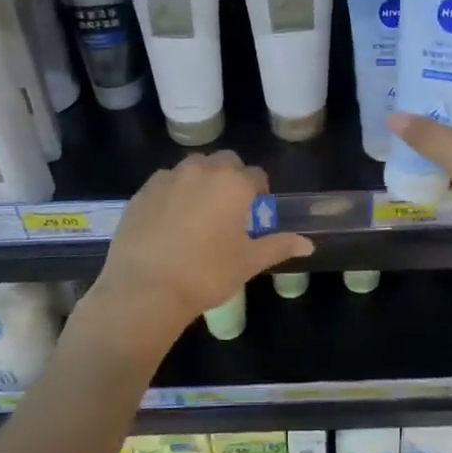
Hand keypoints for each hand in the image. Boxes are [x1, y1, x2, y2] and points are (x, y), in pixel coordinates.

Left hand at [87, 151, 312, 360]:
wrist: (145, 289)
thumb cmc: (206, 274)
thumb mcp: (248, 262)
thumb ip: (279, 245)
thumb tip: (308, 243)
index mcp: (233, 183)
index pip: (256, 176)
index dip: (259, 194)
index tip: (254, 216)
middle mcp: (202, 170)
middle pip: (225, 163)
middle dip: (230, 180)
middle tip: (227, 213)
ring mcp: (169, 177)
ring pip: (193, 168)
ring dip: (201, 182)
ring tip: (197, 215)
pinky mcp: (143, 190)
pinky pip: (166, 182)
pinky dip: (174, 193)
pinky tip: (169, 223)